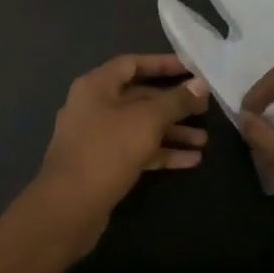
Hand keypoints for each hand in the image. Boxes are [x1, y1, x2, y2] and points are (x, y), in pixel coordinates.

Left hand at [33, 54, 209, 251]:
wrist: (68, 208)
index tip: (192, 69)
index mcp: (96, 86)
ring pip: (141, 127)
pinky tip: (191, 161)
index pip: (133, 63)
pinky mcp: (103, 165)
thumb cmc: (106, 151)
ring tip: (203, 141)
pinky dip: (161, 153)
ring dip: (172, 132)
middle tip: (205, 109)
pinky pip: (137, 151)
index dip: (163, 64)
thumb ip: (176, 101)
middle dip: (174, 105)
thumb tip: (201, 84)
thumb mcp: (147, 121)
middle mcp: (94, 107)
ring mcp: (97, 138)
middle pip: (140, 97)